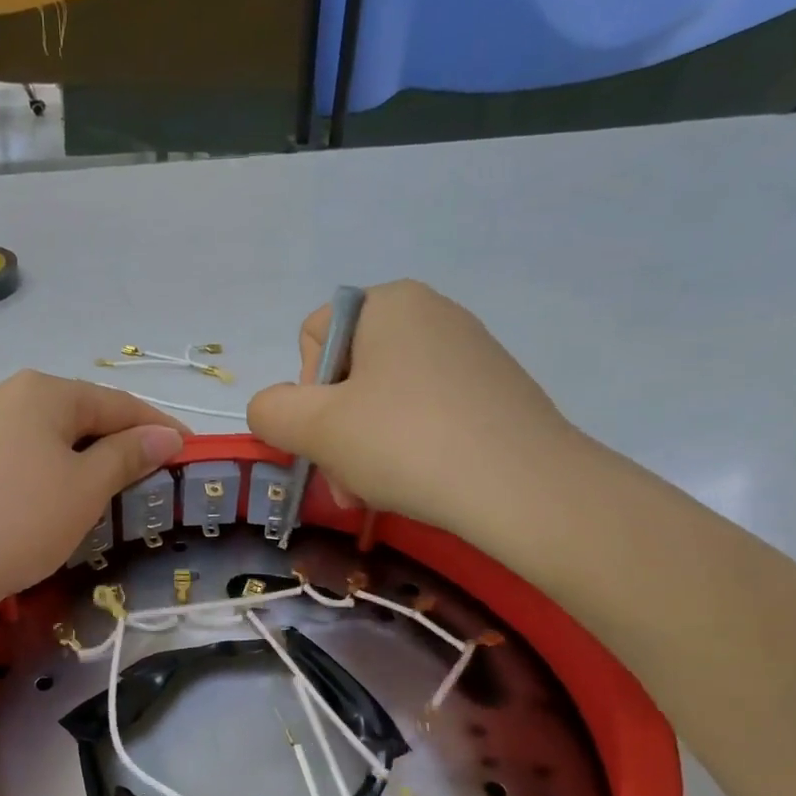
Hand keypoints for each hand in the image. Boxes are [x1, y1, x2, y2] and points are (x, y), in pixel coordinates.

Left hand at [0, 371, 186, 614]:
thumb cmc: (13, 521)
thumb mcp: (83, 490)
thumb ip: (126, 457)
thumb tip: (164, 436)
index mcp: (42, 391)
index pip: (117, 403)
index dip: (158, 427)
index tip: (190, 452)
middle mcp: (2, 396)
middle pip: (77, 416)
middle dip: (116, 446)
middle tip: (146, 482)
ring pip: (42, 440)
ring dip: (77, 464)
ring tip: (98, 499)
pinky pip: (12, 460)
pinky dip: (41, 478)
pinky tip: (40, 508)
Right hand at [247, 280, 581, 535]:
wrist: (525, 489)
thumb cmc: (407, 443)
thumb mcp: (315, 428)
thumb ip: (270, 411)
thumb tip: (272, 410)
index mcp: (389, 303)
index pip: (312, 338)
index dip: (304, 392)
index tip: (325, 434)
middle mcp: (431, 313)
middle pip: (347, 374)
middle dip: (335, 433)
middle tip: (347, 482)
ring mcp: (468, 352)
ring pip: (383, 401)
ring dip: (363, 449)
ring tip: (376, 492)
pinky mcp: (492, 391)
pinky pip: (424, 413)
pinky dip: (407, 449)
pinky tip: (417, 483)